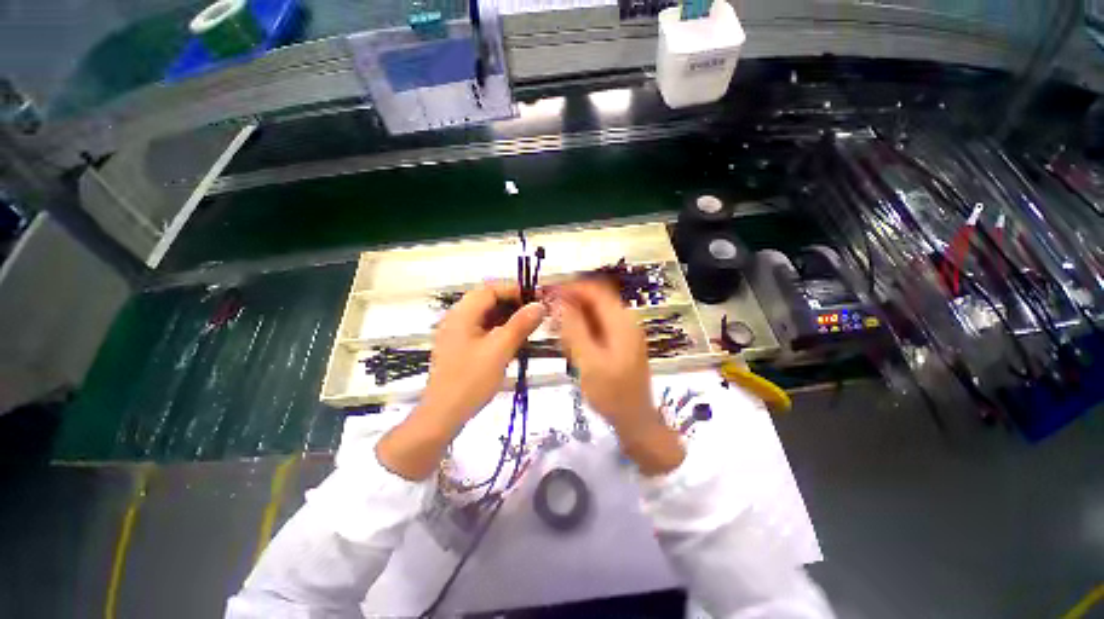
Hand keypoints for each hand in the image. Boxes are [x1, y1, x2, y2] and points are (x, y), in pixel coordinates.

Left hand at [377, 282, 544, 479]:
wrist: (443, 415)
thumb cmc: (471, 380)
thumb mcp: (500, 350)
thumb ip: (520, 325)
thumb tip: (539, 305)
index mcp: (462, 313)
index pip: (490, 289)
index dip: (515, 290)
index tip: (537, 299)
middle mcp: (457, 318)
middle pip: (488, 301)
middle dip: (514, 304)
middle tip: (536, 314)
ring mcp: (458, 333)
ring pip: (487, 316)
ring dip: (508, 318)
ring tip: (529, 328)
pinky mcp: (461, 347)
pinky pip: (483, 330)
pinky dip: (500, 331)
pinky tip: (514, 341)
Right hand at [554, 281, 684, 475]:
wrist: (635, 420)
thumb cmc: (612, 394)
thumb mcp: (589, 361)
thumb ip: (573, 329)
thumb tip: (558, 301)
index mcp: (621, 320)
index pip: (594, 290)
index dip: (569, 288)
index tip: (546, 294)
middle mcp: (624, 320)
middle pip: (593, 300)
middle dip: (569, 303)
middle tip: (547, 314)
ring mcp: (623, 331)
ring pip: (593, 313)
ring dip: (573, 317)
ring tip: (555, 331)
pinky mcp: (618, 342)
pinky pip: (596, 327)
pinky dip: (580, 329)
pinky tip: (568, 343)